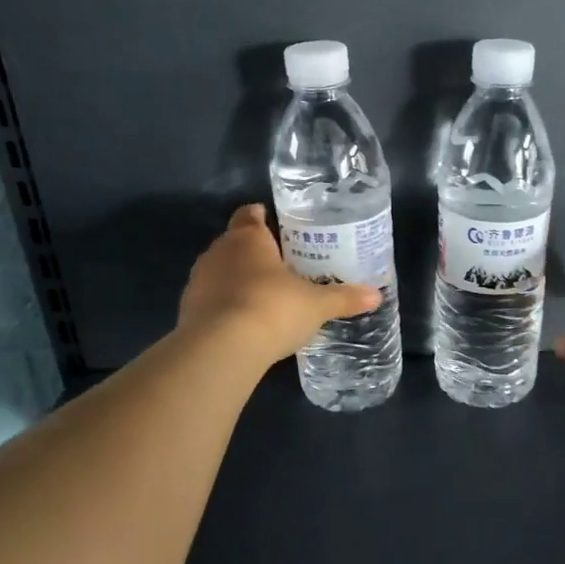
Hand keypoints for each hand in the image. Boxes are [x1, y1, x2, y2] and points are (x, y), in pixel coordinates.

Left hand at [179, 204, 380, 362]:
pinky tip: (245, 323)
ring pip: (220, 271)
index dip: (262, 217)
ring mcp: (198, 281)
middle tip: (282, 266)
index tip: (278, 226)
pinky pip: (211, 300)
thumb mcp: (317, 305)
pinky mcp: (187, 310)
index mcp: (248, 239)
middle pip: (235, 242)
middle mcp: (218, 252)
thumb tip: (376, 295)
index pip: (250, 214)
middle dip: (255, 252)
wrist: (222, 349)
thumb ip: (344, 298)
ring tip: (264, 297)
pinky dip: (225, 306)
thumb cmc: (273, 309)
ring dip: (237, 280)